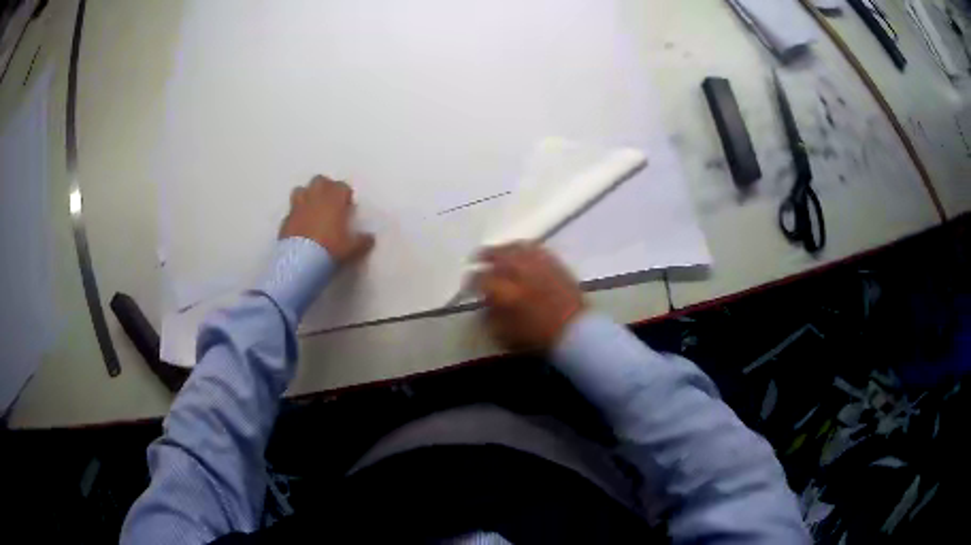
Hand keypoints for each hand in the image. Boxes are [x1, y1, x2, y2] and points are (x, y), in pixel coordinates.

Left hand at [280, 176, 374, 262]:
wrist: (299, 262)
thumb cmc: (330, 249)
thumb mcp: (352, 249)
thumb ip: (362, 241)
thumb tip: (370, 238)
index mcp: (334, 199)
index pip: (342, 186)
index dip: (345, 195)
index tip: (347, 206)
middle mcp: (315, 197)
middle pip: (320, 181)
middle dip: (325, 188)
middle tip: (330, 203)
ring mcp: (298, 206)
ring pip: (301, 190)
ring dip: (307, 196)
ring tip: (312, 209)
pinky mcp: (285, 219)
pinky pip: (292, 210)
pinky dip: (297, 214)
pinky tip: (300, 226)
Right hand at [474, 243, 585, 350]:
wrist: (576, 332)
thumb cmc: (538, 339)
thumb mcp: (505, 334)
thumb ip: (490, 315)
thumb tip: (484, 302)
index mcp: (506, 292)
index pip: (481, 279)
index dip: (471, 280)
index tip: (468, 284)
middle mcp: (521, 273)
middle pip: (498, 255)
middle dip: (485, 255)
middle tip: (477, 258)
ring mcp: (540, 265)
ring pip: (517, 248)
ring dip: (504, 249)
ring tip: (498, 252)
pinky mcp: (556, 264)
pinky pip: (536, 249)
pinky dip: (525, 248)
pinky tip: (522, 252)